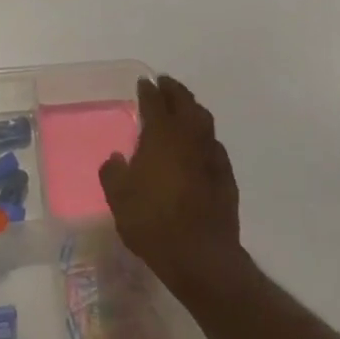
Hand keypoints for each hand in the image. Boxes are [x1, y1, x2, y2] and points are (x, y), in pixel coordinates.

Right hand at [99, 76, 246, 302]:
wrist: (199, 255)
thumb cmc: (152, 222)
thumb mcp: (118, 198)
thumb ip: (113, 173)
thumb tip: (116, 159)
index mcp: (162, 137)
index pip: (156, 103)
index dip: (149, 91)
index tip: (144, 83)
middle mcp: (190, 139)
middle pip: (186, 104)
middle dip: (175, 91)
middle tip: (165, 84)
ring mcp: (212, 156)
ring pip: (204, 122)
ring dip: (192, 109)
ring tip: (182, 108)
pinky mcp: (226, 177)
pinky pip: (213, 145)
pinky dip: (203, 137)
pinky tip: (198, 146)